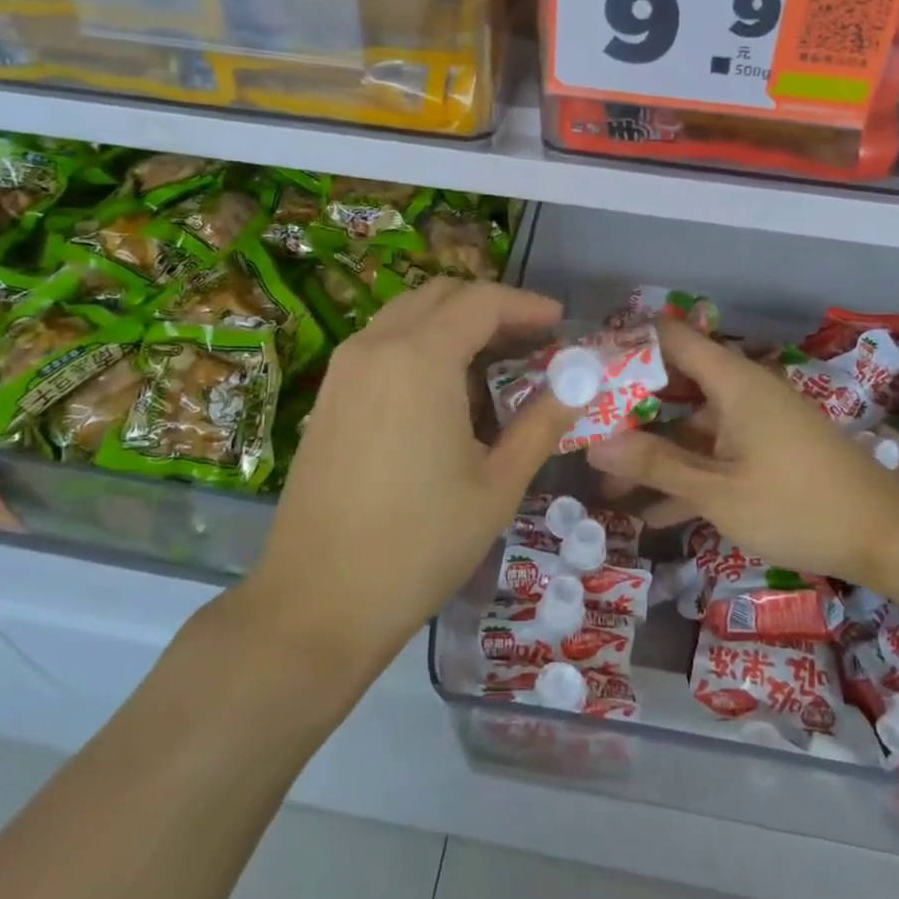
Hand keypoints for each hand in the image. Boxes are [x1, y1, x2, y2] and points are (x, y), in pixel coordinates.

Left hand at [240, 278, 576, 679]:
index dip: (526, 304)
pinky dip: (420, 345)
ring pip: (406, 315)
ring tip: (492, 365)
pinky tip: (443, 393)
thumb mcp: (498, 484)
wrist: (318, 603)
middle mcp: (375, 346)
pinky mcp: (328, 396)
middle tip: (529, 341)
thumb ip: (542, 422)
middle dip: (489, 307)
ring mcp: (343, 369)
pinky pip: (381, 344)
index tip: (560, 322)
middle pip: (440, 295)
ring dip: (452, 324)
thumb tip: (580, 382)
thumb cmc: (420, 543)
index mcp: (419, 358)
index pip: (481, 301)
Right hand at [586, 320, 898, 588]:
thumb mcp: (717, 490)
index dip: (626, 347)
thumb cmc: (796, 504)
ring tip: (605, 487)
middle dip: (628, 412)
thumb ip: (654, 465)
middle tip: (583, 432)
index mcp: (732, 381)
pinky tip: (650, 514)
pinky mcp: (766, 452)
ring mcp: (755, 423)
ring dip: (652, 454)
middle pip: (674, 385)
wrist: (885, 535)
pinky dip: (686, 475)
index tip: (584, 371)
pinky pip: (715, 453)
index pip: (670, 339)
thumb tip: (594, 446)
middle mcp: (741, 391)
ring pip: (690, 427)